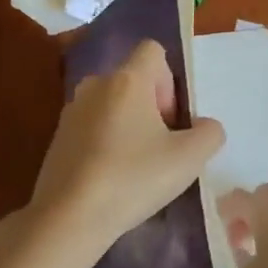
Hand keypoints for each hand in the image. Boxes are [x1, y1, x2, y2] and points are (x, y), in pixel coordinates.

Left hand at [16, 39, 225, 267]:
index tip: (171, 119)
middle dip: (152, 107)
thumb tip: (205, 126)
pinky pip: (92, 127)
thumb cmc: (133, 178)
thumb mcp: (189, 159)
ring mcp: (71, 110)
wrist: (68, 217)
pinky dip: (106, 143)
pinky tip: (111, 178)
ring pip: (112, 105)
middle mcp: (95, 84)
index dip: (170, 81)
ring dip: (129, 126)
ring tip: (137, 166)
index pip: (153, 50)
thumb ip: (209, 134)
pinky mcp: (57, 137)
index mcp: (127, 79)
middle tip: (161, 147)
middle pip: (133, 80)